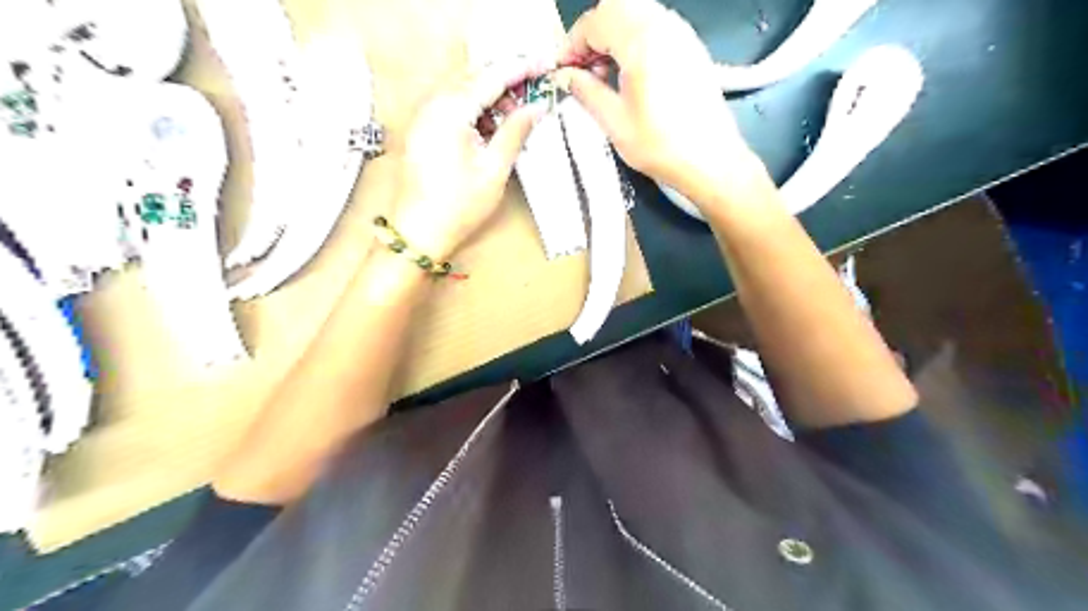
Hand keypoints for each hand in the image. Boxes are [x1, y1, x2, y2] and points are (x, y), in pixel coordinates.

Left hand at [391, 54, 553, 257]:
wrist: (420, 232)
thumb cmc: (459, 206)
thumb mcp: (495, 169)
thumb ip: (515, 132)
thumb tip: (536, 108)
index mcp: (451, 111)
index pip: (491, 76)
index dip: (520, 69)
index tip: (543, 66)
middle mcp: (432, 104)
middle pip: (473, 75)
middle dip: (504, 79)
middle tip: (532, 94)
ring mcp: (423, 115)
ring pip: (461, 88)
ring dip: (489, 94)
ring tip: (513, 116)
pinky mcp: (421, 128)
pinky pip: (449, 103)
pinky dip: (472, 107)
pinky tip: (488, 127)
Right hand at [562, 1, 763, 207]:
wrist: (710, 160)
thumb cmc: (659, 145)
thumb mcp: (614, 122)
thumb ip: (585, 91)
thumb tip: (565, 76)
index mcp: (641, 41)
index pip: (596, 22)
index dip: (572, 44)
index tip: (562, 71)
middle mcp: (663, 25)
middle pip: (616, 8)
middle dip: (592, 33)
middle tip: (582, 68)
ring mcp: (681, 33)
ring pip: (637, 12)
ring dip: (613, 34)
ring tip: (605, 73)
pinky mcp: (691, 47)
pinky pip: (656, 26)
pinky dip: (635, 39)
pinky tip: (630, 73)